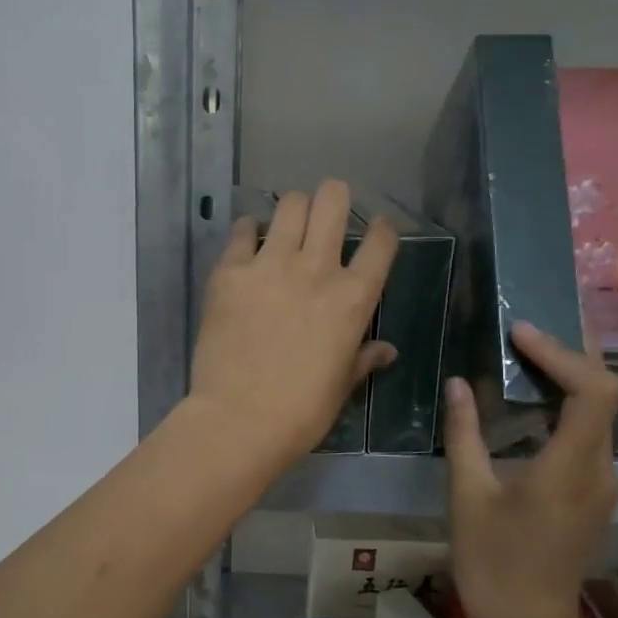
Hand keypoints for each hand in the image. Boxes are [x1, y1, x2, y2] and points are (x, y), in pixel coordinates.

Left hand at [187, 180, 397, 475]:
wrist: (239, 420)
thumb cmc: (301, 411)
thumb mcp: (342, 385)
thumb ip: (364, 358)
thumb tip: (388, 351)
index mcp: (353, 298)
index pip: (380, 242)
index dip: (382, 229)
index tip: (376, 231)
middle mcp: (316, 269)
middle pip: (332, 201)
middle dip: (334, 197)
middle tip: (327, 210)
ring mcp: (269, 265)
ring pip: (289, 205)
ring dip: (293, 209)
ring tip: (287, 224)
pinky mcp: (229, 272)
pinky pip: (241, 231)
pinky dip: (248, 231)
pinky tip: (248, 242)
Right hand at [443, 322, 617, 617]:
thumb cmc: (493, 561)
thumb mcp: (468, 495)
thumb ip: (465, 434)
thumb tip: (458, 384)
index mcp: (571, 466)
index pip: (594, 390)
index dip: (563, 353)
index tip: (521, 333)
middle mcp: (600, 469)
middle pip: (605, 394)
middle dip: (573, 354)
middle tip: (531, 327)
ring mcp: (602, 484)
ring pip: (599, 415)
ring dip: (570, 379)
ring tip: (528, 353)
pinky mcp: (593, 495)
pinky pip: (588, 437)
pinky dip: (566, 408)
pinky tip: (532, 404)